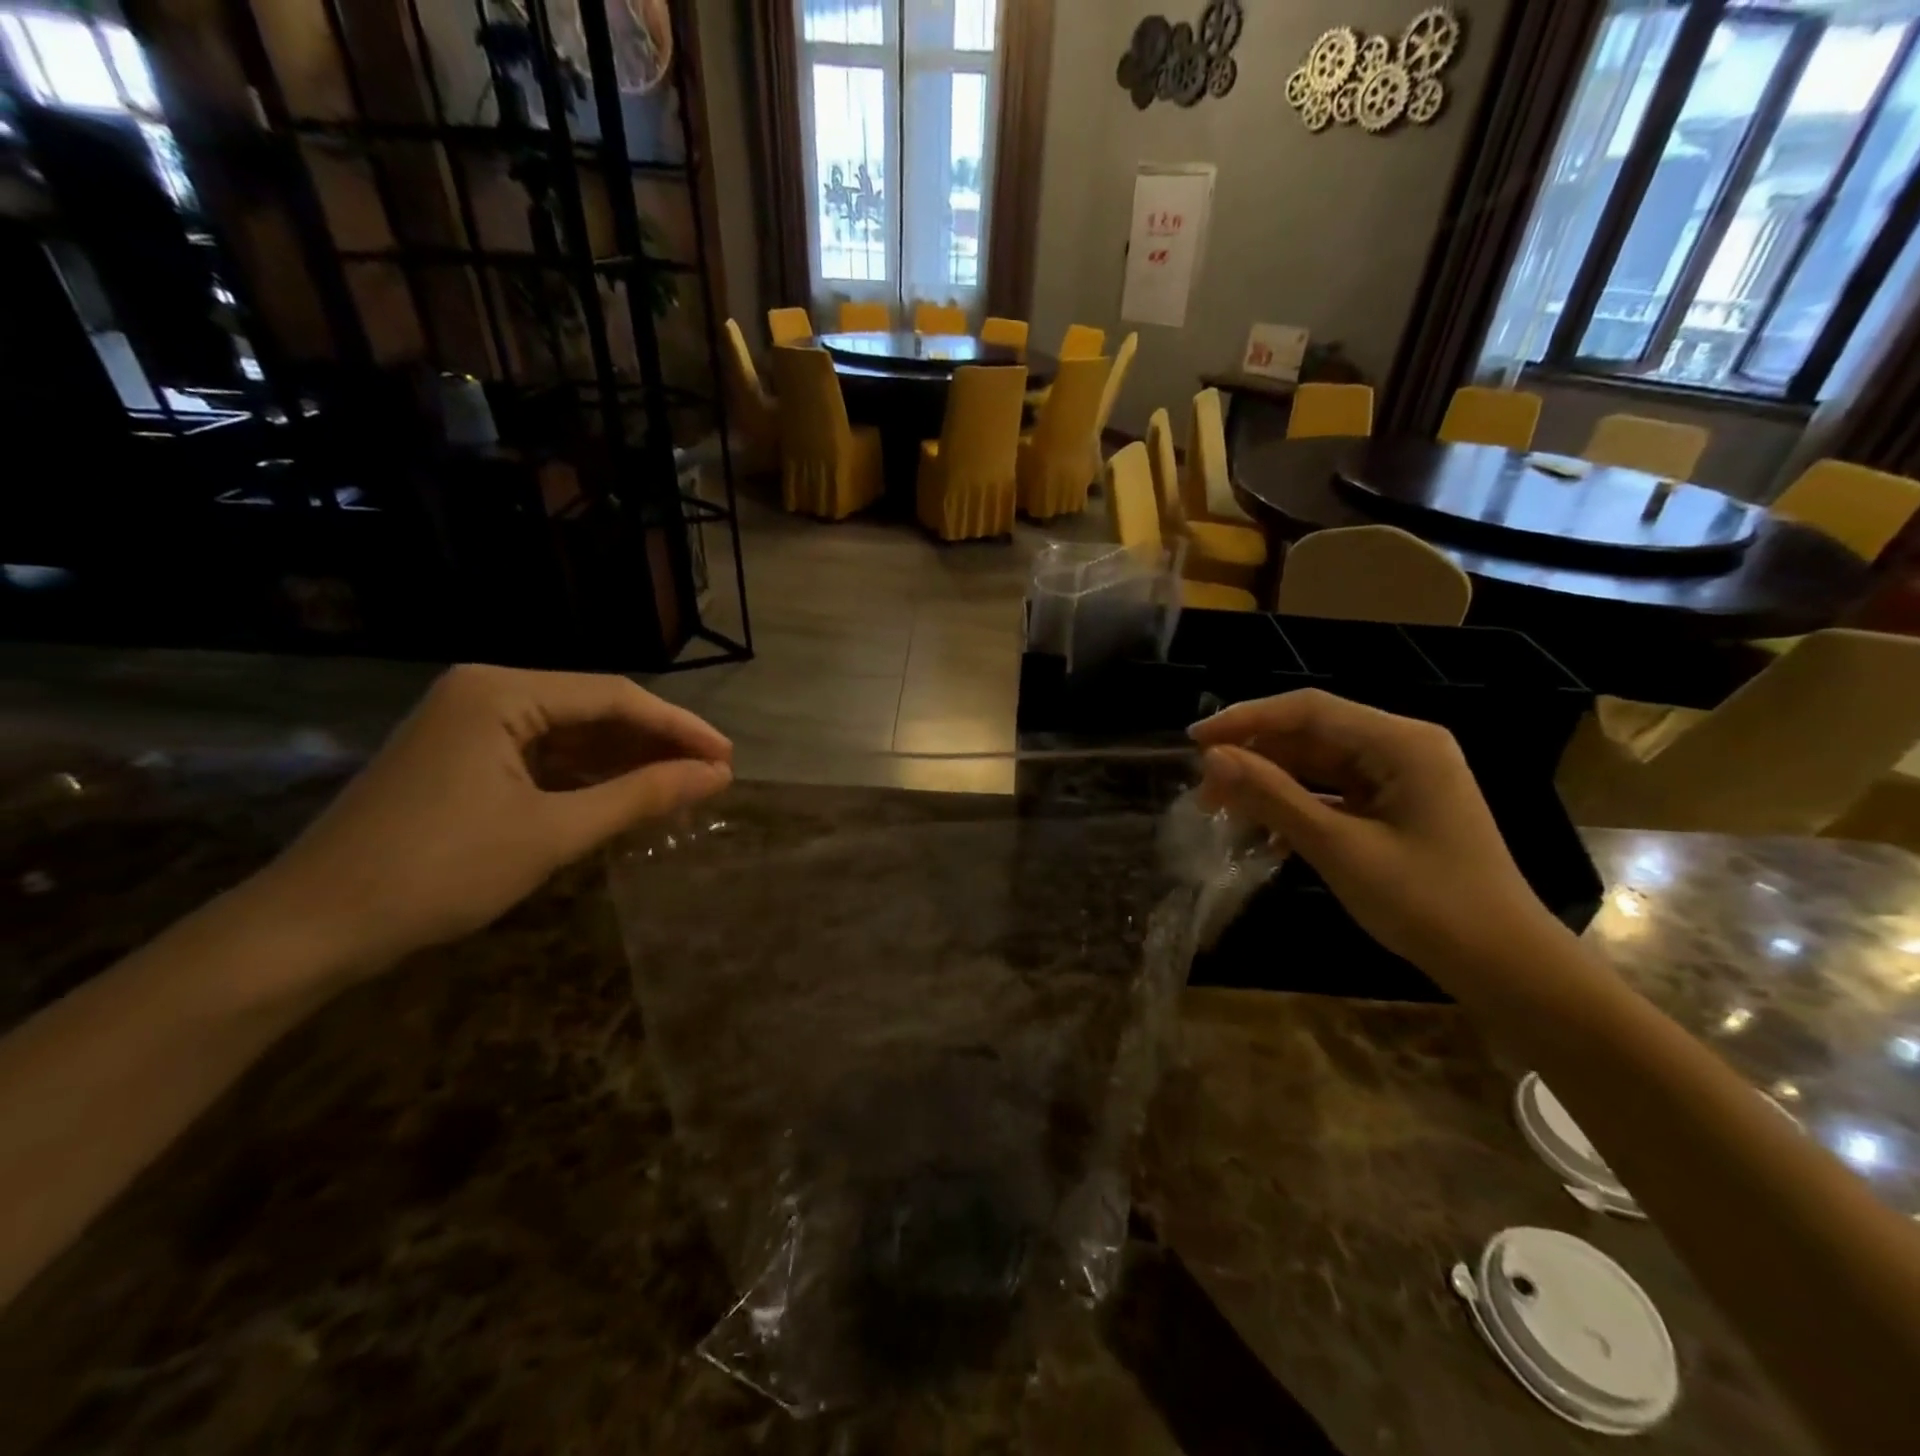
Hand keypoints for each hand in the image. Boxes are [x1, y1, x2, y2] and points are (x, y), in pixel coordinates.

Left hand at [255, 665, 731, 972]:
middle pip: (594, 710)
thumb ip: (641, 796)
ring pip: (572, 735)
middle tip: (711, 777)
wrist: (310, 930)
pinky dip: (587, 778)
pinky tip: (625, 798)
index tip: (727, 759)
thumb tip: (718, 776)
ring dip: (625, 762)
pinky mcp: (462, 759)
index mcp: (500, 692)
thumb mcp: (553, 833)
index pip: (614, 697)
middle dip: (655, 744)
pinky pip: (543, 757)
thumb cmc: (438, 872)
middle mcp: (485, 692)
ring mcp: (469, 725)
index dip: (679, 727)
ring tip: (681, 789)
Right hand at [1190, 689, 1563, 981]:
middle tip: (1204, 792)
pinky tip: (1266, 836)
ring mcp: (1399, 779)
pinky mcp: (1394, 808)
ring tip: (1223, 812)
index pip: (1308, 710)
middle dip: (1254, 758)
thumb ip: (1273, 797)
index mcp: (1400, 743)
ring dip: (1270, 785)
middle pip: (1310, 735)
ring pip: (1316, 765)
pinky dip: (1296, 808)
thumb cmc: (1427, 903)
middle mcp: (1401, 748)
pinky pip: (1332, 793)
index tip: (1194, 742)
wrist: (1504, 966)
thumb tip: (1212, 759)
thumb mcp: (1339, 848)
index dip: (1245, 720)